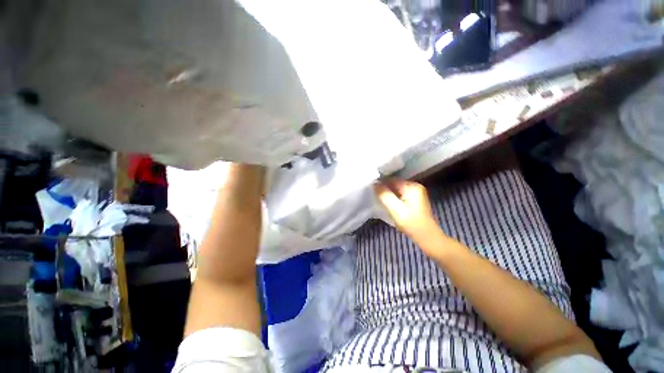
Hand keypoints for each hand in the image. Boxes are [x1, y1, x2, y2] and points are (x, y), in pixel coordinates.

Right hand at [374, 179, 438, 243]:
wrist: (427, 237)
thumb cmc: (411, 222)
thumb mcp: (395, 208)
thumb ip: (384, 194)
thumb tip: (374, 183)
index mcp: (412, 186)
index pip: (392, 180)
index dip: (380, 184)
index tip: (371, 189)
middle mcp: (415, 187)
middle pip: (394, 184)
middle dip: (384, 190)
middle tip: (374, 196)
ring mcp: (416, 194)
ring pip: (397, 191)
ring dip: (388, 195)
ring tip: (380, 201)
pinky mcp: (415, 201)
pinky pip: (400, 195)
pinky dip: (394, 199)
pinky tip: (389, 205)